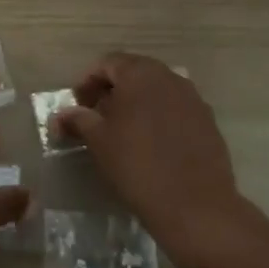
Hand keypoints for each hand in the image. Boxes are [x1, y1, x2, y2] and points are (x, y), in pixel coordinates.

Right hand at [57, 52, 244, 255]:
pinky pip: (176, 109)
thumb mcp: (98, 141)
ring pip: (157, 91)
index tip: (77, 104)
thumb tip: (60, 115)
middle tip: (96, 115)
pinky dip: (159, 117)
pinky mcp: (208, 121)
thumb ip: (78, 120)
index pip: (108, 63)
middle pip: (134, 73)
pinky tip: (151, 144)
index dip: (88, 81)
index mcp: (140, 73)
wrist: (194, 204)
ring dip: (137, 103)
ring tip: (122, 130)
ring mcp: (193, 98)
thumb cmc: (137, 164)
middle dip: (112, 90)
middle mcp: (170, 77)